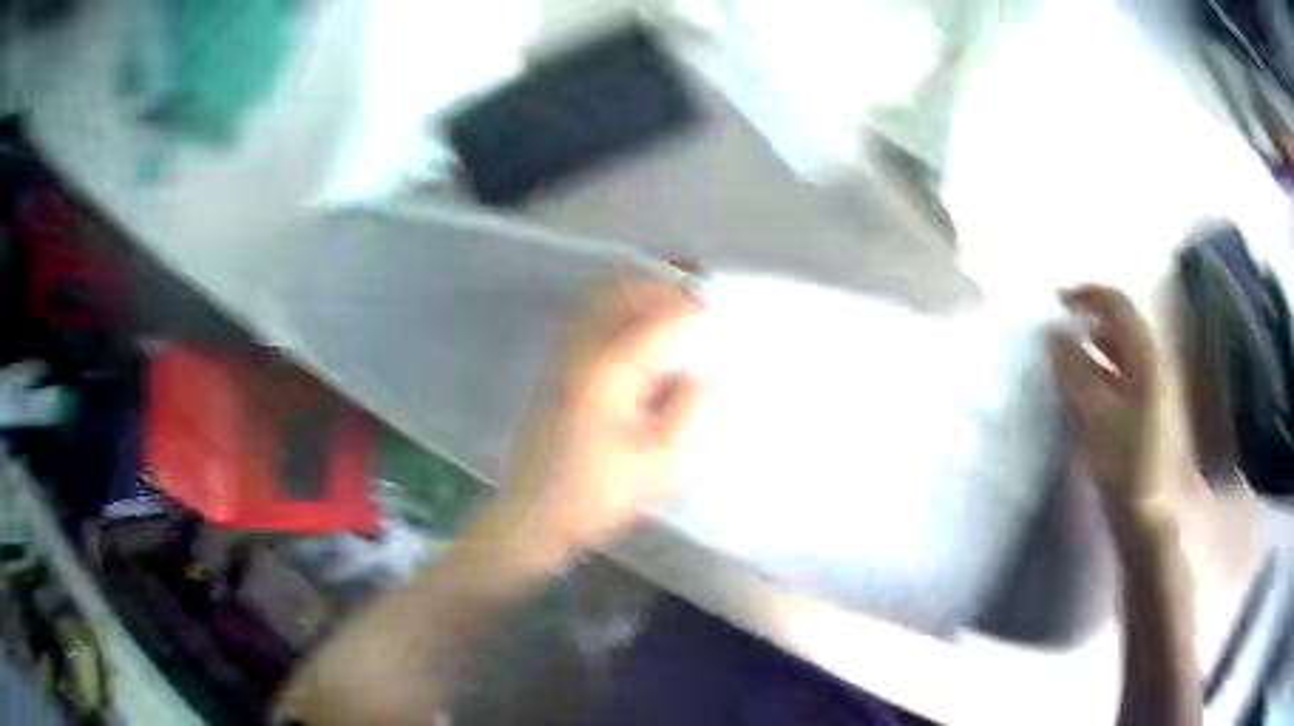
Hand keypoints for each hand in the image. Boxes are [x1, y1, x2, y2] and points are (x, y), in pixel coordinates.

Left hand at [489, 279, 704, 560]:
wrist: (532, 517)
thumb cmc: (596, 496)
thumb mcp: (658, 464)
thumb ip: (686, 411)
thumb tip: (705, 375)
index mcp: (608, 372)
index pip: (656, 320)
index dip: (688, 307)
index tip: (714, 309)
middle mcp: (580, 353)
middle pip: (620, 294)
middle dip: (659, 289)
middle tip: (691, 301)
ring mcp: (561, 360)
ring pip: (599, 304)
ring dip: (635, 298)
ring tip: (668, 313)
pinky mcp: (552, 373)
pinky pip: (586, 324)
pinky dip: (614, 316)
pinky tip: (635, 340)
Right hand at [1049, 285, 1166, 511]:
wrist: (1151, 521)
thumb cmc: (1128, 464)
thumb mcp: (1098, 416)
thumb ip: (1076, 372)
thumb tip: (1052, 335)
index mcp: (1146, 358)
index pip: (1118, 305)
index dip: (1088, 295)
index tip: (1056, 302)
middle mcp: (1151, 367)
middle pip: (1119, 328)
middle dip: (1087, 323)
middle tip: (1056, 335)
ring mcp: (1149, 394)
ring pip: (1118, 357)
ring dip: (1091, 351)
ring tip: (1062, 363)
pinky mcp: (1142, 419)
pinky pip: (1118, 382)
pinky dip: (1097, 378)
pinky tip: (1081, 397)